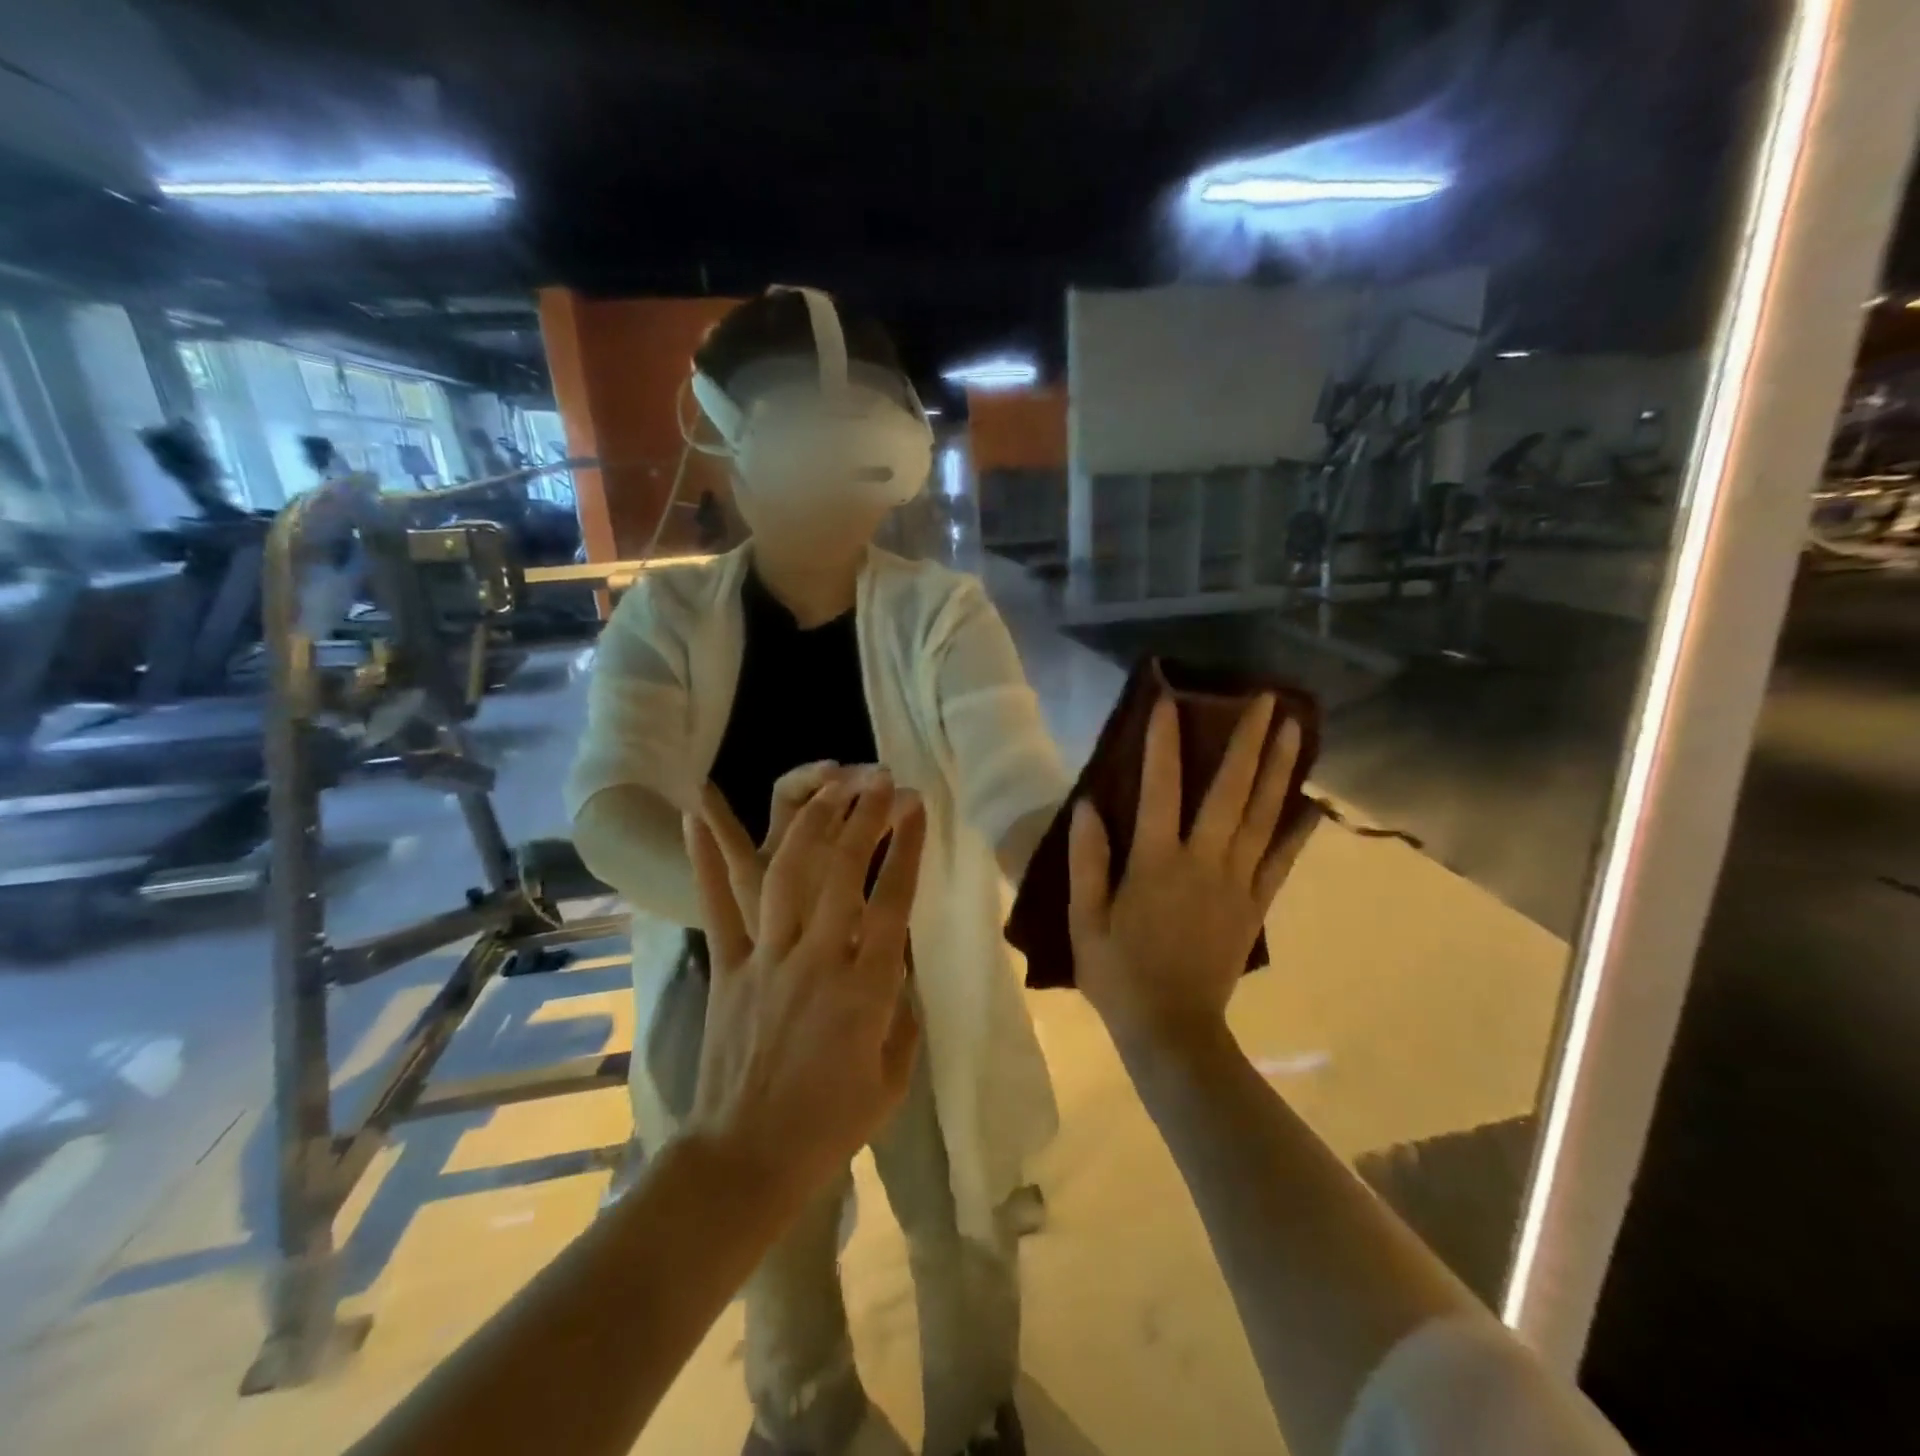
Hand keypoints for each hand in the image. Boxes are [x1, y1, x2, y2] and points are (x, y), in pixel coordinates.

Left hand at [683, 771, 925, 1205]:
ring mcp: (767, 959)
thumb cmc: (830, 1125)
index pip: (893, 901)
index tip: (917, 807)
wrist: (746, 1160)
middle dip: (865, 816)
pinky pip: (718, 906)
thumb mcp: (894, 1078)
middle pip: (843, 872)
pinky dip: (706, 857)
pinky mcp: (728, 968)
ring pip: (788, 874)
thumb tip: (899, 969)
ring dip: (812, 822)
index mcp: (865, 990)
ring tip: (831, 784)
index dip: (906, 847)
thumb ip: (904, 1016)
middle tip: (881, 779)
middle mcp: (817, 960)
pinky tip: (698, 812)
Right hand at [1067, 694, 1316, 1059]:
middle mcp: (1203, 862)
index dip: (1163, 742)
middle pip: (1229, 791)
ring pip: (1261, 816)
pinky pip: (1280, 862)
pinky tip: (1312, 804)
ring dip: (1279, 770)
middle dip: (1247, 741)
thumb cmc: (1119, 975)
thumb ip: (1087, 862)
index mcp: (1156, 864)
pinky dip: (1297, 831)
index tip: (1171, 700)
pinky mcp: (1255, 906)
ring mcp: (1237, 883)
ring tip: (1296, 729)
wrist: (1173, 1032)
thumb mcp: (1085, 921)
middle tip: (1266, 698)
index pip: (1159, 789)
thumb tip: (1089, 806)